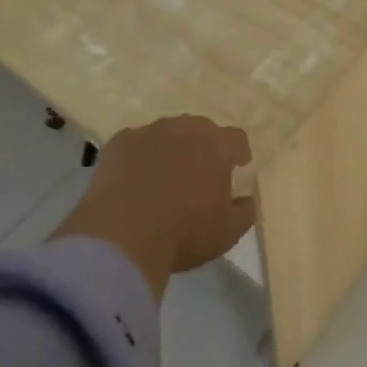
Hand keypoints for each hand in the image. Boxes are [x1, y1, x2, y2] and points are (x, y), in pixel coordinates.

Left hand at [51, 115, 254, 298]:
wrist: (122, 237)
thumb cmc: (183, 234)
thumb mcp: (227, 233)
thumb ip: (245, 211)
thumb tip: (247, 199)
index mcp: (217, 146)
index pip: (236, 138)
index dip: (237, 153)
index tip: (236, 169)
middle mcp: (185, 129)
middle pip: (201, 129)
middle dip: (203, 147)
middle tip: (197, 175)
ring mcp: (149, 132)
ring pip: (167, 133)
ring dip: (170, 149)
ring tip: (162, 178)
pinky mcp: (119, 142)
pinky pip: (135, 144)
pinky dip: (138, 157)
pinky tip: (132, 181)